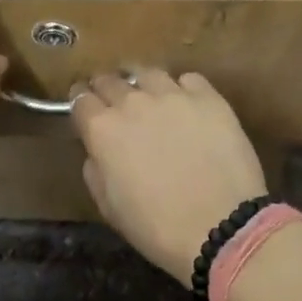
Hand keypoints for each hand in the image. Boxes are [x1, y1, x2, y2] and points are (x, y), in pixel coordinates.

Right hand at [69, 70, 266, 285]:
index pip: (80, 100)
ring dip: (143, 84)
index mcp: (103, 129)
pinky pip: (188, 80)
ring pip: (148, 73)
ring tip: (150, 97)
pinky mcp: (208, 97)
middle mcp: (133, 102)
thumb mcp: (109, 207)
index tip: (84, 108)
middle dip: (106, 89)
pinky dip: (182, 88)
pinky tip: (187, 105)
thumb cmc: (157, 227)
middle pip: (110, 80)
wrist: (221, 226)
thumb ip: (96, 170)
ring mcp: (173, 95)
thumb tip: (97, 151)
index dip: (80, 102)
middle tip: (113, 101)